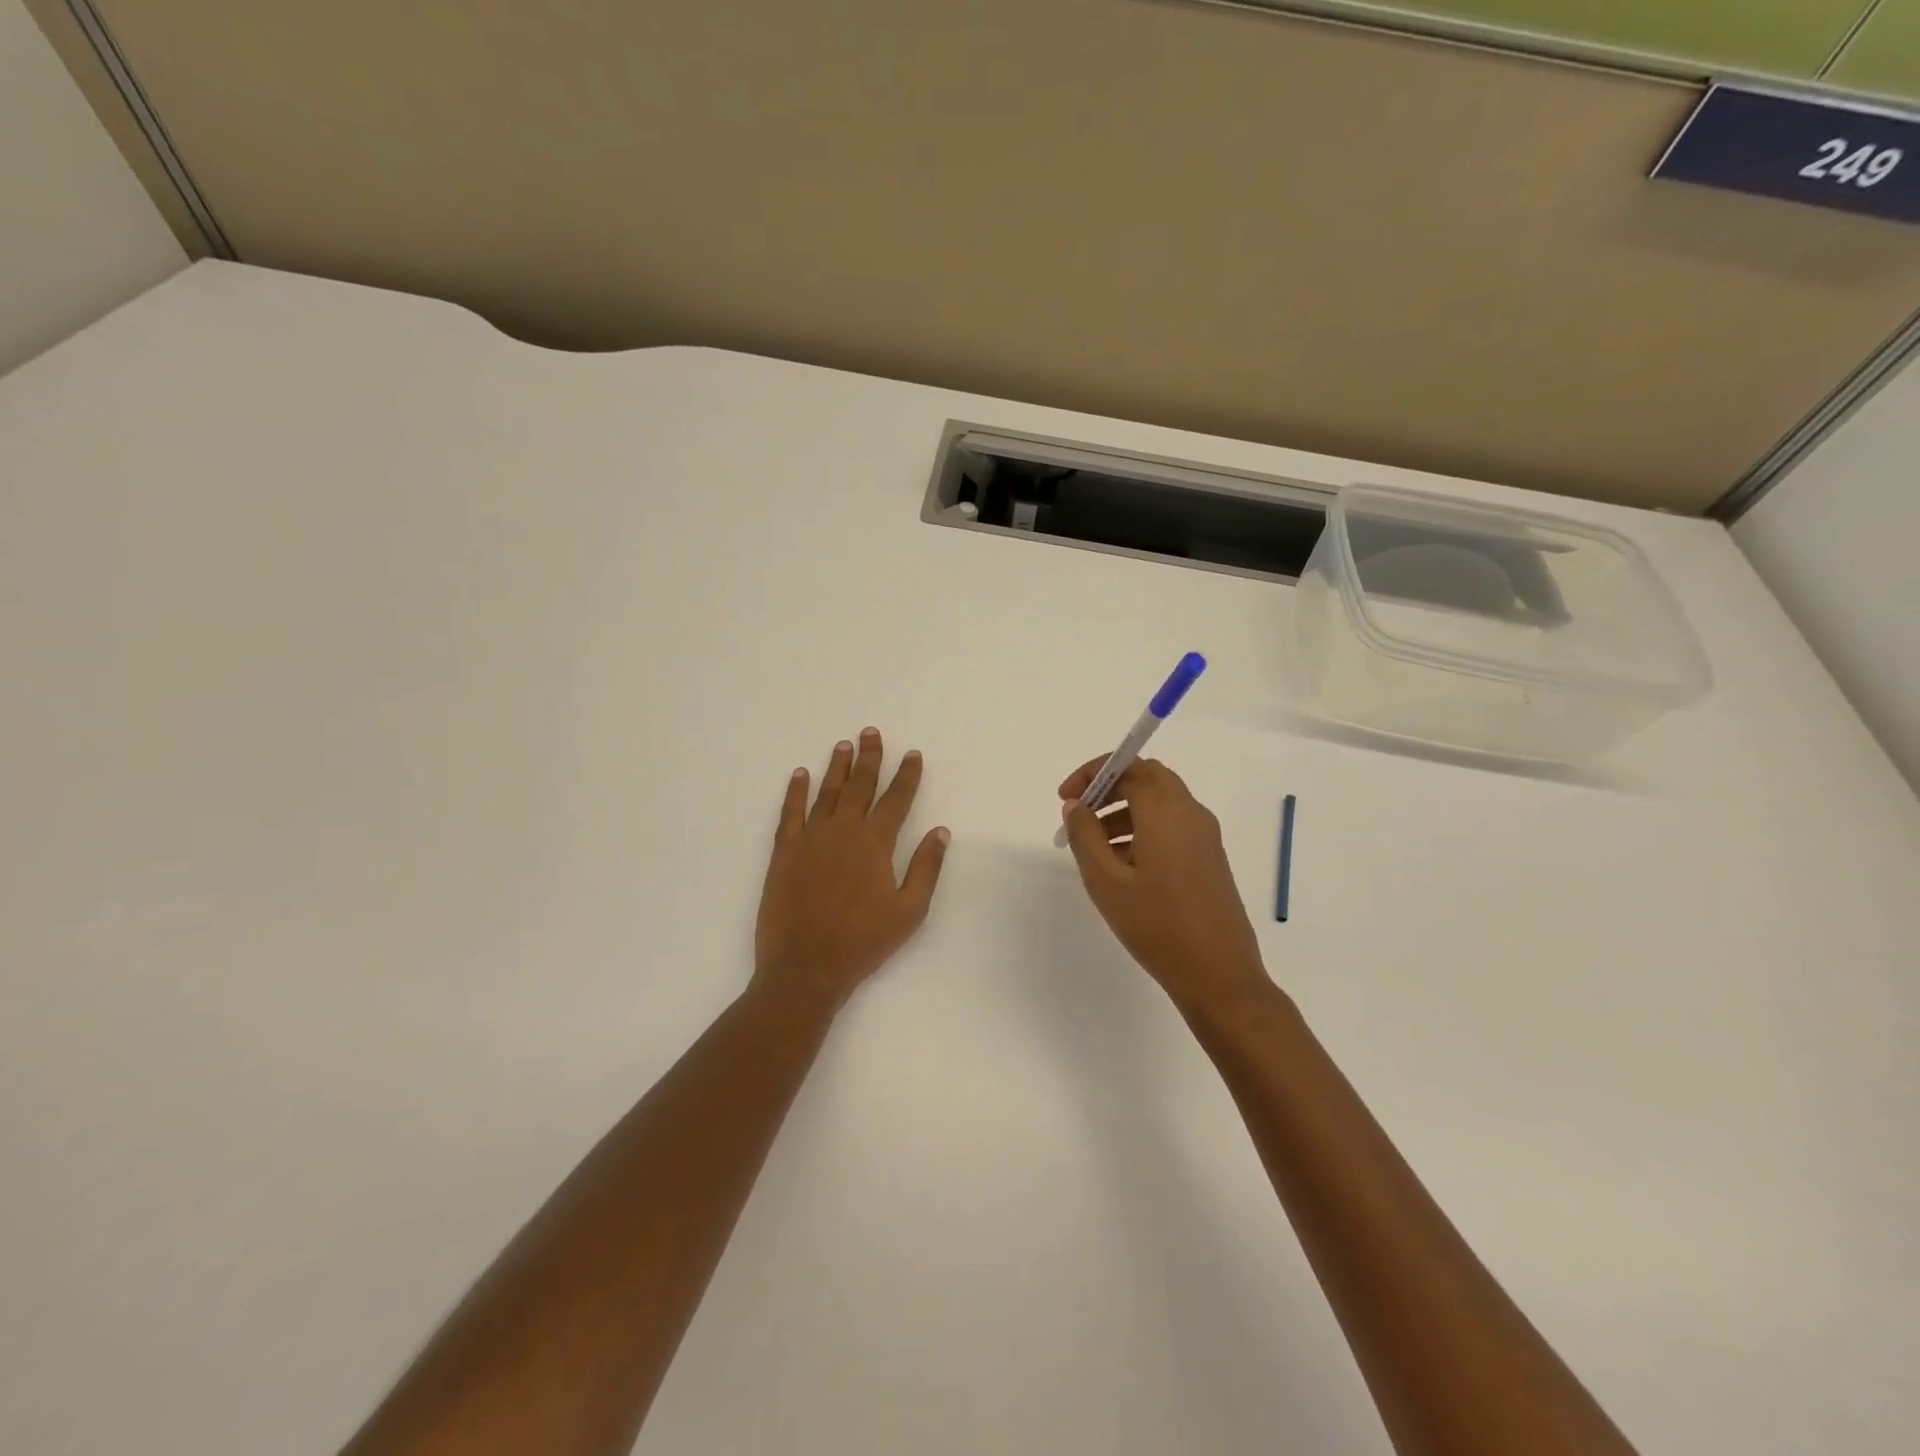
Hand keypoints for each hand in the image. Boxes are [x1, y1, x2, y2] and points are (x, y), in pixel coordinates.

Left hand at [754, 728, 949, 1008]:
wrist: (806, 966)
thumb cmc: (863, 942)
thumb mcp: (909, 910)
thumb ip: (926, 867)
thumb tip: (940, 831)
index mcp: (875, 843)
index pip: (896, 799)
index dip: (906, 776)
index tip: (912, 754)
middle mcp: (843, 831)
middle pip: (860, 785)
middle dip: (869, 758)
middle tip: (871, 732)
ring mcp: (810, 838)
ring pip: (826, 792)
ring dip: (837, 767)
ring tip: (844, 745)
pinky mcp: (783, 851)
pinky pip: (790, 812)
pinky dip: (796, 791)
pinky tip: (800, 774)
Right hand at [1058, 756, 1270, 1012]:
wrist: (1219, 974)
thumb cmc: (1156, 925)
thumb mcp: (1106, 881)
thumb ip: (1085, 836)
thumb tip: (1076, 806)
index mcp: (1165, 811)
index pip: (1129, 766)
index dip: (1093, 773)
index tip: (1066, 798)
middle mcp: (1190, 812)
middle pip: (1147, 777)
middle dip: (1109, 787)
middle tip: (1079, 812)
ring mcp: (1205, 835)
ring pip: (1160, 802)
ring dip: (1124, 809)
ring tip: (1092, 845)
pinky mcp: (1210, 856)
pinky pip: (1172, 824)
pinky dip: (1143, 827)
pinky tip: (1122, 864)